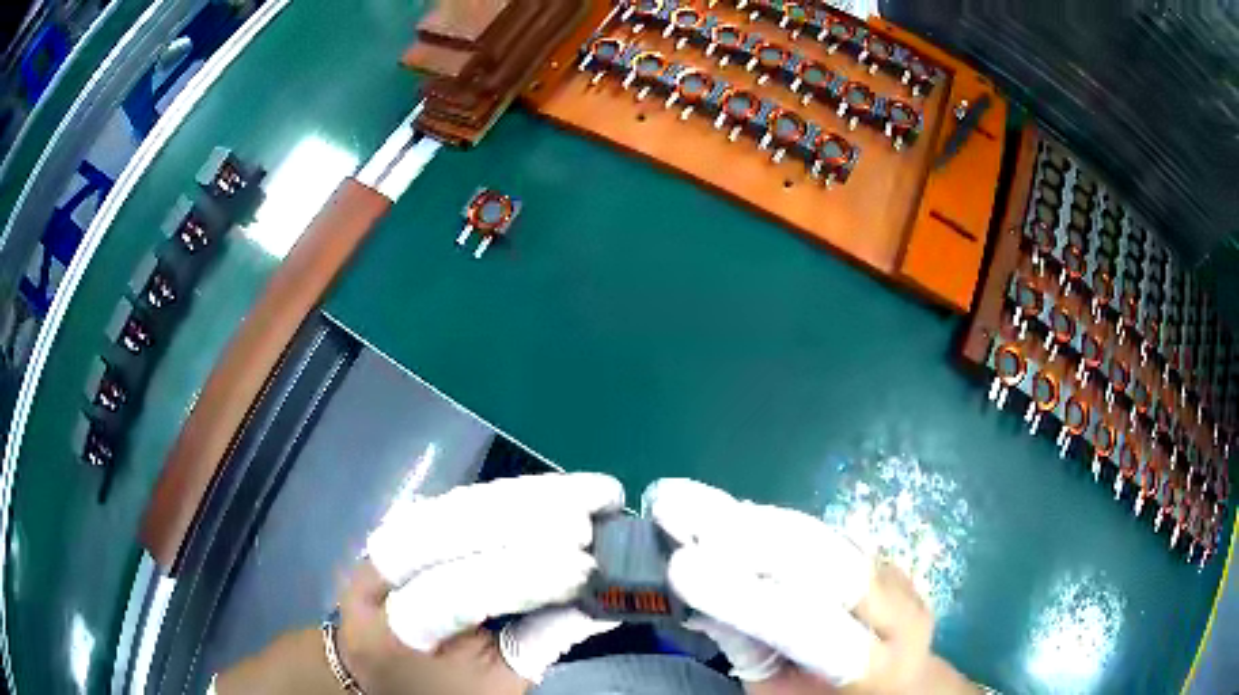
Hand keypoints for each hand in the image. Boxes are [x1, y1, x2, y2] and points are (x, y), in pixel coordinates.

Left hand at [354, 472, 626, 691]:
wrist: (384, 675)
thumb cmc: (447, 691)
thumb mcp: (498, 685)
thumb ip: (544, 641)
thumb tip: (604, 597)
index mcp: (395, 634)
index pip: (455, 595)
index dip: (521, 577)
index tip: (586, 567)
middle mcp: (373, 580)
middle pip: (440, 533)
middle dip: (520, 518)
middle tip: (588, 513)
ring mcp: (379, 547)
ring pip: (446, 508)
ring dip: (516, 498)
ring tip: (578, 493)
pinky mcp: (397, 530)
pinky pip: (450, 505)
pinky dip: (501, 497)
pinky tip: (544, 492)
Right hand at [645, 479, 974, 694]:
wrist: (899, 681)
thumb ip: (753, 656)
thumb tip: (705, 602)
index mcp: (876, 666)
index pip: (814, 630)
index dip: (748, 597)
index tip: (682, 565)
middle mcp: (899, 612)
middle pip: (831, 565)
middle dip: (753, 538)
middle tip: (680, 510)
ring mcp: (897, 575)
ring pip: (826, 538)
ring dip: (757, 520)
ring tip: (692, 501)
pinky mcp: (883, 555)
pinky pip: (824, 533)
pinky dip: (773, 522)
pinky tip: (729, 510)